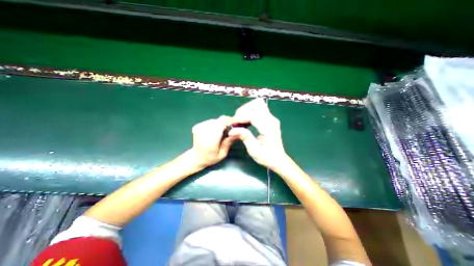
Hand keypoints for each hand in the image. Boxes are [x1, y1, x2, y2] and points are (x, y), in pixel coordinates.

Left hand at [189, 115, 236, 167]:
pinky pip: (210, 121)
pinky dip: (214, 124)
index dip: (229, 121)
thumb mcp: (223, 154)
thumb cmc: (211, 158)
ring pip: (215, 120)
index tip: (235, 124)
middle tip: (229, 130)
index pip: (221, 123)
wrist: (196, 157)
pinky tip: (214, 132)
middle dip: (226, 123)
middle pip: (219, 120)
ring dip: (220, 124)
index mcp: (211, 139)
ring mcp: (199, 127)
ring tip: (221, 132)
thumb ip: (228, 142)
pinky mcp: (197, 126)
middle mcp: (204, 131)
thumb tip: (237, 132)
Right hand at [229, 97, 290, 169]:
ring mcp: (271, 118)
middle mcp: (271, 119)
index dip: (240, 117)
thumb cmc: (267, 157)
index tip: (231, 123)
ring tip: (239, 121)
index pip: (253, 115)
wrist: (278, 160)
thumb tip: (232, 130)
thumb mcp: (254, 150)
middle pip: (256, 105)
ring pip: (257, 105)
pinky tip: (245, 122)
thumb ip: (245, 137)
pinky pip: (258, 110)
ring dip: (246, 111)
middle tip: (236, 121)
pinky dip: (249, 113)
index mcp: (269, 127)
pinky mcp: (270, 120)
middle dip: (243, 111)